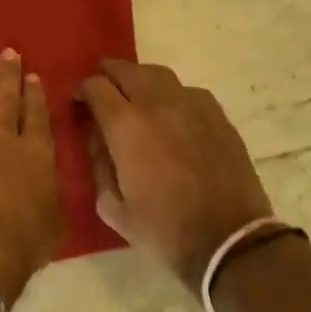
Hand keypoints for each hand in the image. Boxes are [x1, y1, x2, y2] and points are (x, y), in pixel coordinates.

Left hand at [0, 49, 63, 303]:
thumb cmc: (18, 246)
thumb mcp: (53, 224)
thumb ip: (50, 195)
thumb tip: (46, 183)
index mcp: (35, 152)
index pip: (37, 113)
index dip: (35, 93)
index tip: (32, 76)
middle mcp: (1, 136)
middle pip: (6, 98)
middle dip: (9, 74)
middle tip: (10, 54)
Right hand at [79, 59, 277, 292]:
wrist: (229, 242)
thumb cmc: (165, 230)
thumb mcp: (114, 208)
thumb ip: (99, 167)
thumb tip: (99, 142)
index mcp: (125, 125)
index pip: (95, 86)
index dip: (83, 91)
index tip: (81, 105)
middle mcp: (156, 103)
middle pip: (126, 70)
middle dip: (109, 77)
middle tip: (105, 93)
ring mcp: (191, 104)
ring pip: (158, 74)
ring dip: (140, 80)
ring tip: (137, 98)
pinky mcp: (217, 114)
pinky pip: (186, 91)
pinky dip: (171, 95)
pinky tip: (172, 116)